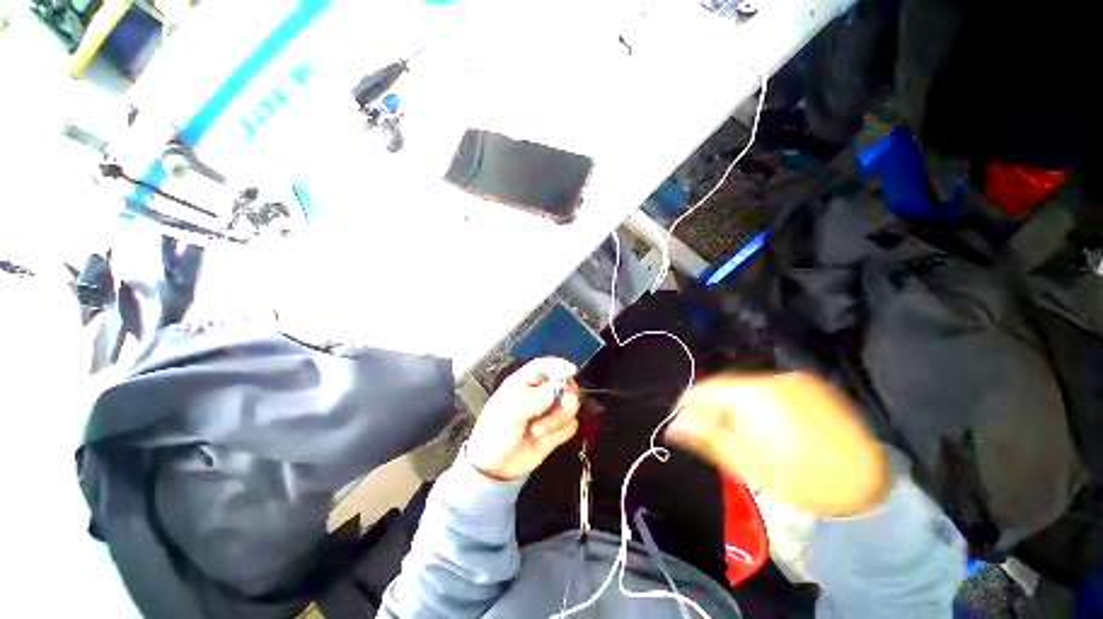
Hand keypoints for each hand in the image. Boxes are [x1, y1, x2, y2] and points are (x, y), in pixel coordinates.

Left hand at [466, 357, 581, 481]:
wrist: (495, 466)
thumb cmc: (494, 431)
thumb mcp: (510, 411)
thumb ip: (534, 398)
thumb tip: (556, 388)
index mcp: (525, 382)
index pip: (546, 366)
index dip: (560, 365)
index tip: (572, 370)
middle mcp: (541, 393)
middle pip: (566, 384)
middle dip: (566, 397)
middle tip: (562, 405)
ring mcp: (550, 411)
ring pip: (571, 406)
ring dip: (558, 419)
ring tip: (537, 430)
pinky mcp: (557, 429)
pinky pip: (571, 426)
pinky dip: (560, 433)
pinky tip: (543, 439)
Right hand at [666, 372, 887, 516]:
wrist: (872, 485)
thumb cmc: (808, 482)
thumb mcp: (751, 465)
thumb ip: (709, 439)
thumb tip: (673, 425)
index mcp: (758, 395)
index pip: (705, 389)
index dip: (688, 406)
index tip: (682, 426)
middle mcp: (775, 378)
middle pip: (725, 388)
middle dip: (713, 410)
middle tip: (714, 438)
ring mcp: (796, 381)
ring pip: (745, 389)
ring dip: (734, 409)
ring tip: (742, 436)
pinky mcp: (810, 388)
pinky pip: (767, 391)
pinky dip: (756, 407)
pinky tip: (765, 428)